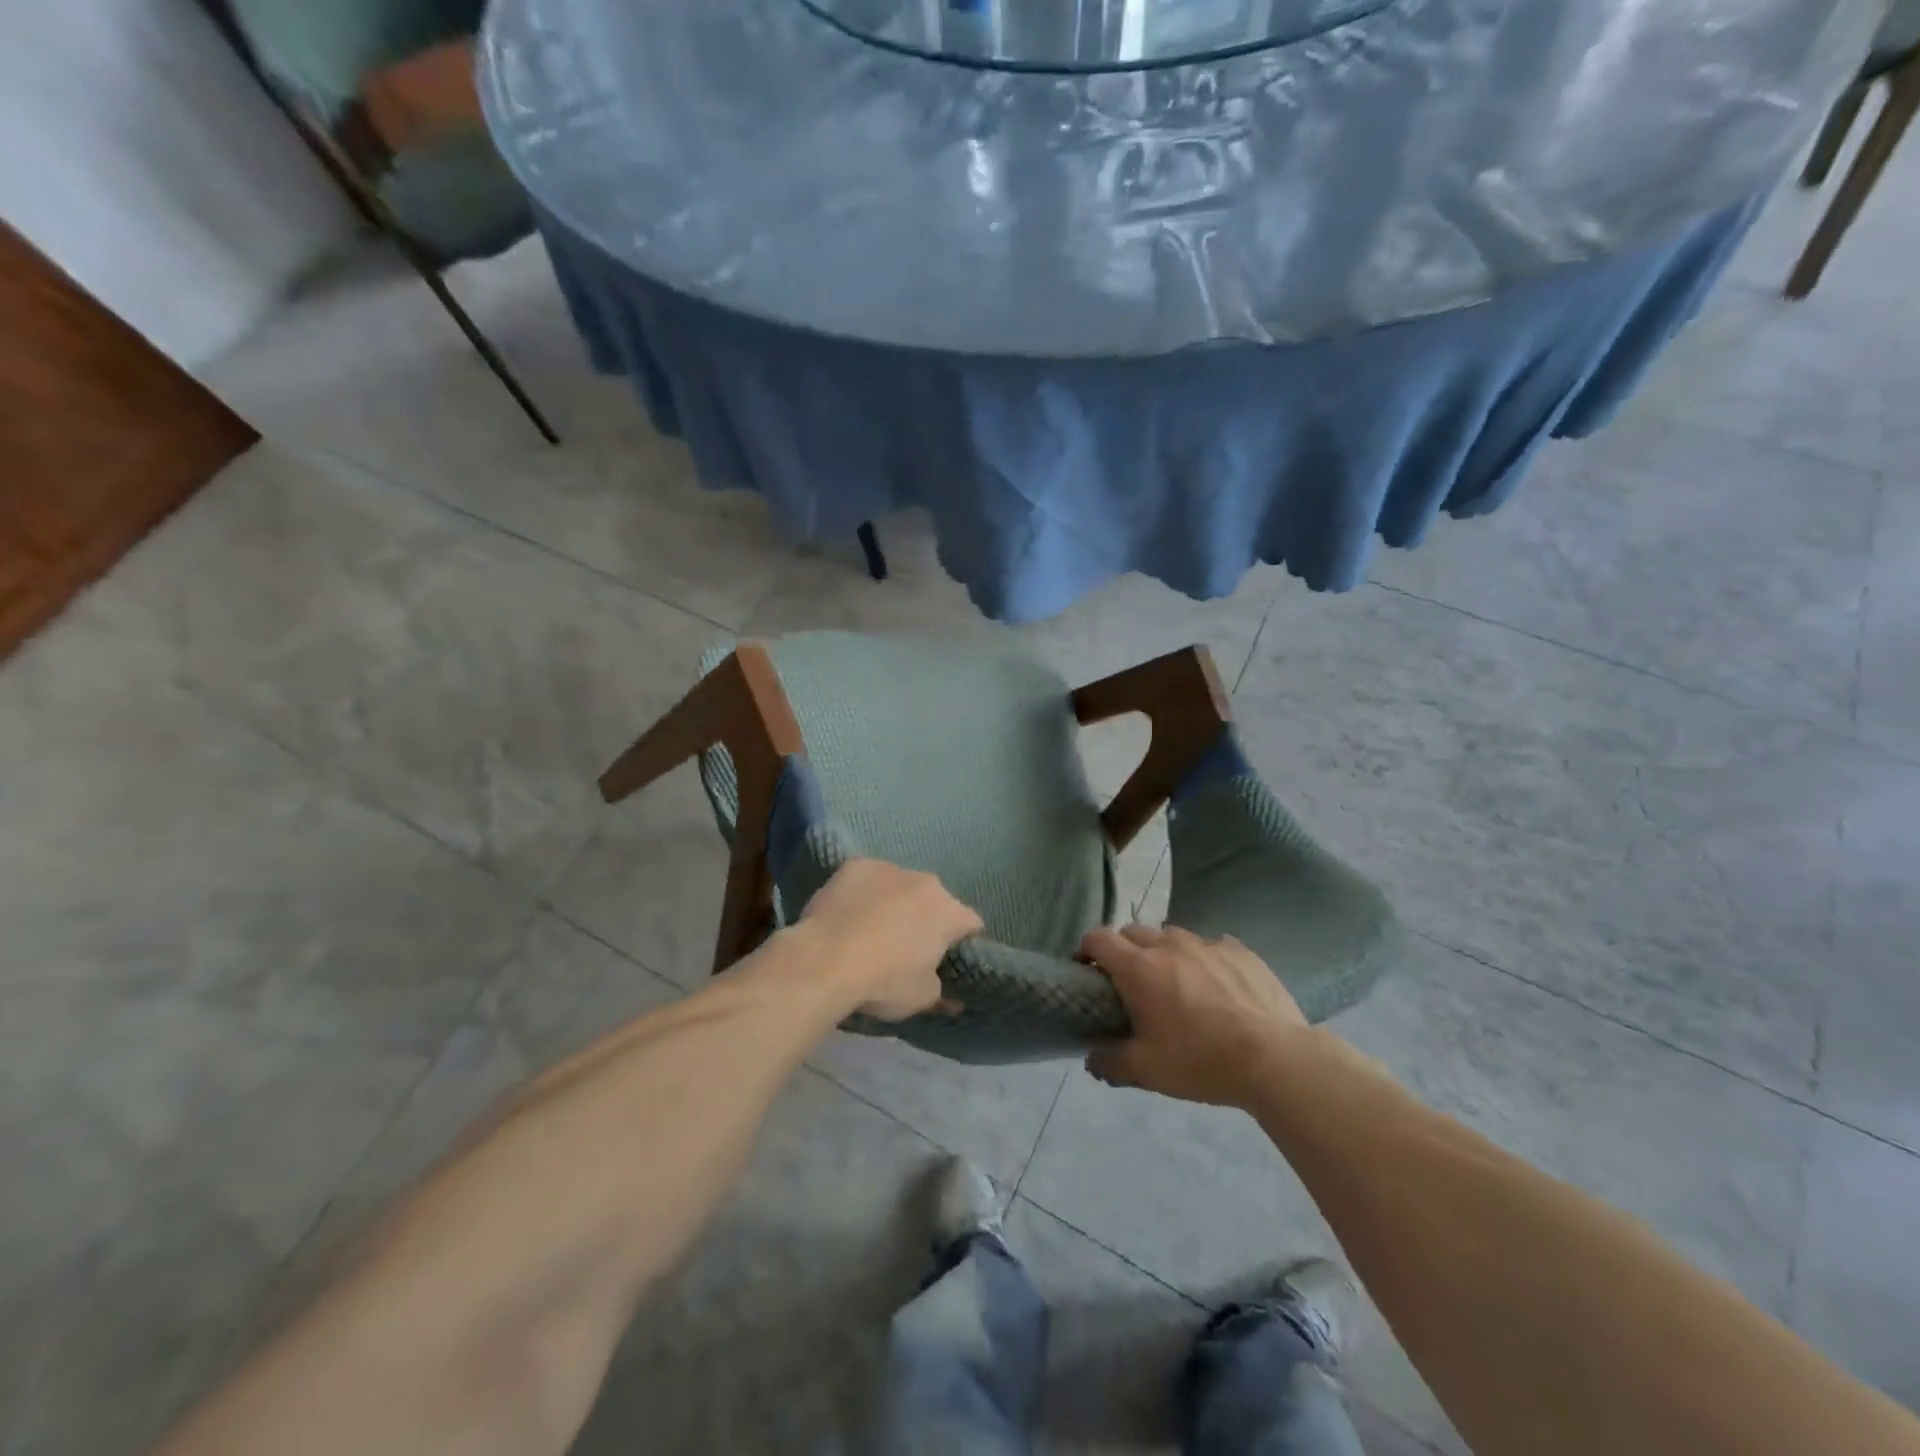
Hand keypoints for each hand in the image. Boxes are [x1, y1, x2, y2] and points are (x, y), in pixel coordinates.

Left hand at [799, 859, 983, 1020]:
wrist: (824, 959)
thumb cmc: (883, 981)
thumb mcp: (921, 998)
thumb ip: (942, 993)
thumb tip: (953, 999)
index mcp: (948, 912)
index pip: (971, 923)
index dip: (964, 942)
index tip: (950, 959)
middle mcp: (925, 882)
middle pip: (935, 901)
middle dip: (927, 919)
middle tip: (908, 947)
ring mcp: (888, 868)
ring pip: (901, 886)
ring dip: (896, 903)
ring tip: (872, 929)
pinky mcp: (855, 865)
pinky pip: (868, 879)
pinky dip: (864, 893)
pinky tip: (849, 913)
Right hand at [1081, 925, 1312, 1108]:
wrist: (1275, 1059)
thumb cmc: (1201, 1061)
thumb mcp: (1147, 1071)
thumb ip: (1110, 1062)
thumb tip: (1091, 1058)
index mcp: (1139, 967)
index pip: (1098, 938)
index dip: (1086, 950)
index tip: (1087, 972)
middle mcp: (1169, 944)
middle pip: (1132, 932)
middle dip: (1124, 951)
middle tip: (1131, 984)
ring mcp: (1207, 943)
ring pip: (1172, 936)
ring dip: (1163, 952)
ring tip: (1176, 984)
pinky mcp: (1240, 950)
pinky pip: (1211, 945)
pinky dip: (1203, 960)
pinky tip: (1216, 986)